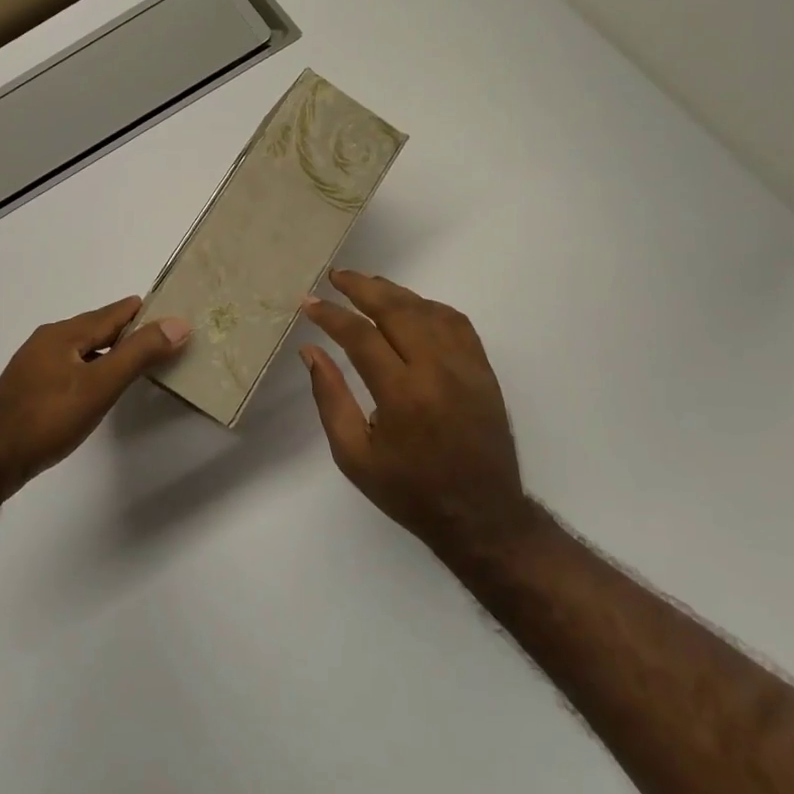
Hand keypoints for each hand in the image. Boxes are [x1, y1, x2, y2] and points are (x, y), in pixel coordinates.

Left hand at [0, 296, 189, 497]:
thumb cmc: (48, 418)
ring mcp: (35, 365)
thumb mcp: (100, 384)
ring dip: (110, 350)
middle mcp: (48, 341)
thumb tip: (178, 323)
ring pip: (82, 348)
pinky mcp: (29, 389)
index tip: (172, 311)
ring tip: (137, 359)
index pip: (114, 312)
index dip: (143, 312)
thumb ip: (139, 353)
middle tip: (162, 336)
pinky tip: (98, 385)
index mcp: (65, 333)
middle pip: (97, 328)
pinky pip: (70, 366)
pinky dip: (93, 367)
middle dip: (128, 330)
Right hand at [300, 271, 530, 564]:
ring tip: (366, 284)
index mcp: (402, 394)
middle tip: (336, 277)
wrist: (481, 516)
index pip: (361, 336)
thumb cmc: (409, 491)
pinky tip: (411, 307)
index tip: (309, 303)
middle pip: (397, 310)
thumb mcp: (354, 456)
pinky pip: (456, 322)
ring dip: (394, 292)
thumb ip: (330, 398)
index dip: (332, 315)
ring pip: (428, 310)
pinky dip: (429, 306)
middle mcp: (437, 370)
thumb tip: (311, 351)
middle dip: (362, 288)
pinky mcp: (483, 370)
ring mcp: (466, 366)